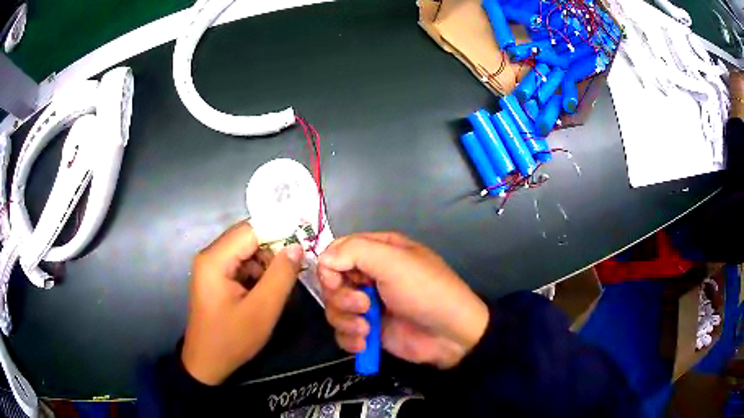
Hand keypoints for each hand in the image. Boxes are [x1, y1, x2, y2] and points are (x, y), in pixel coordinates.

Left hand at [182, 222, 302, 384]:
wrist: (207, 363)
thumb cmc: (232, 339)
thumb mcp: (262, 310)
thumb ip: (281, 275)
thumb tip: (296, 246)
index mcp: (215, 259)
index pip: (251, 230)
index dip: (279, 233)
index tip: (303, 245)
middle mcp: (210, 256)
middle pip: (247, 239)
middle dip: (273, 251)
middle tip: (295, 268)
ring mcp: (211, 267)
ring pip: (246, 252)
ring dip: (266, 264)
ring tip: (281, 284)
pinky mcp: (215, 278)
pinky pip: (241, 265)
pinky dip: (257, 273)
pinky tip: (266, 291)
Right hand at [317, 232, 488, 368]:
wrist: (450, 335)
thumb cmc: (425, 292)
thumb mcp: (393, 262)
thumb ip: (354, 252)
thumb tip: (323, 261)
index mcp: (377, 251)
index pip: (336, 252)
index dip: (330, 268)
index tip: (337, 283)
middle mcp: (369, 275)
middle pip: (331, 283)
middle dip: (342, 298)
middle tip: (364, 306)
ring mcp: (368, 305)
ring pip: (334, 309)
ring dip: (346, 321)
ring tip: (367, 329)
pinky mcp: (368, 330)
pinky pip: (342, 332)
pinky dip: (350, 339)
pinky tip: (365, 344)